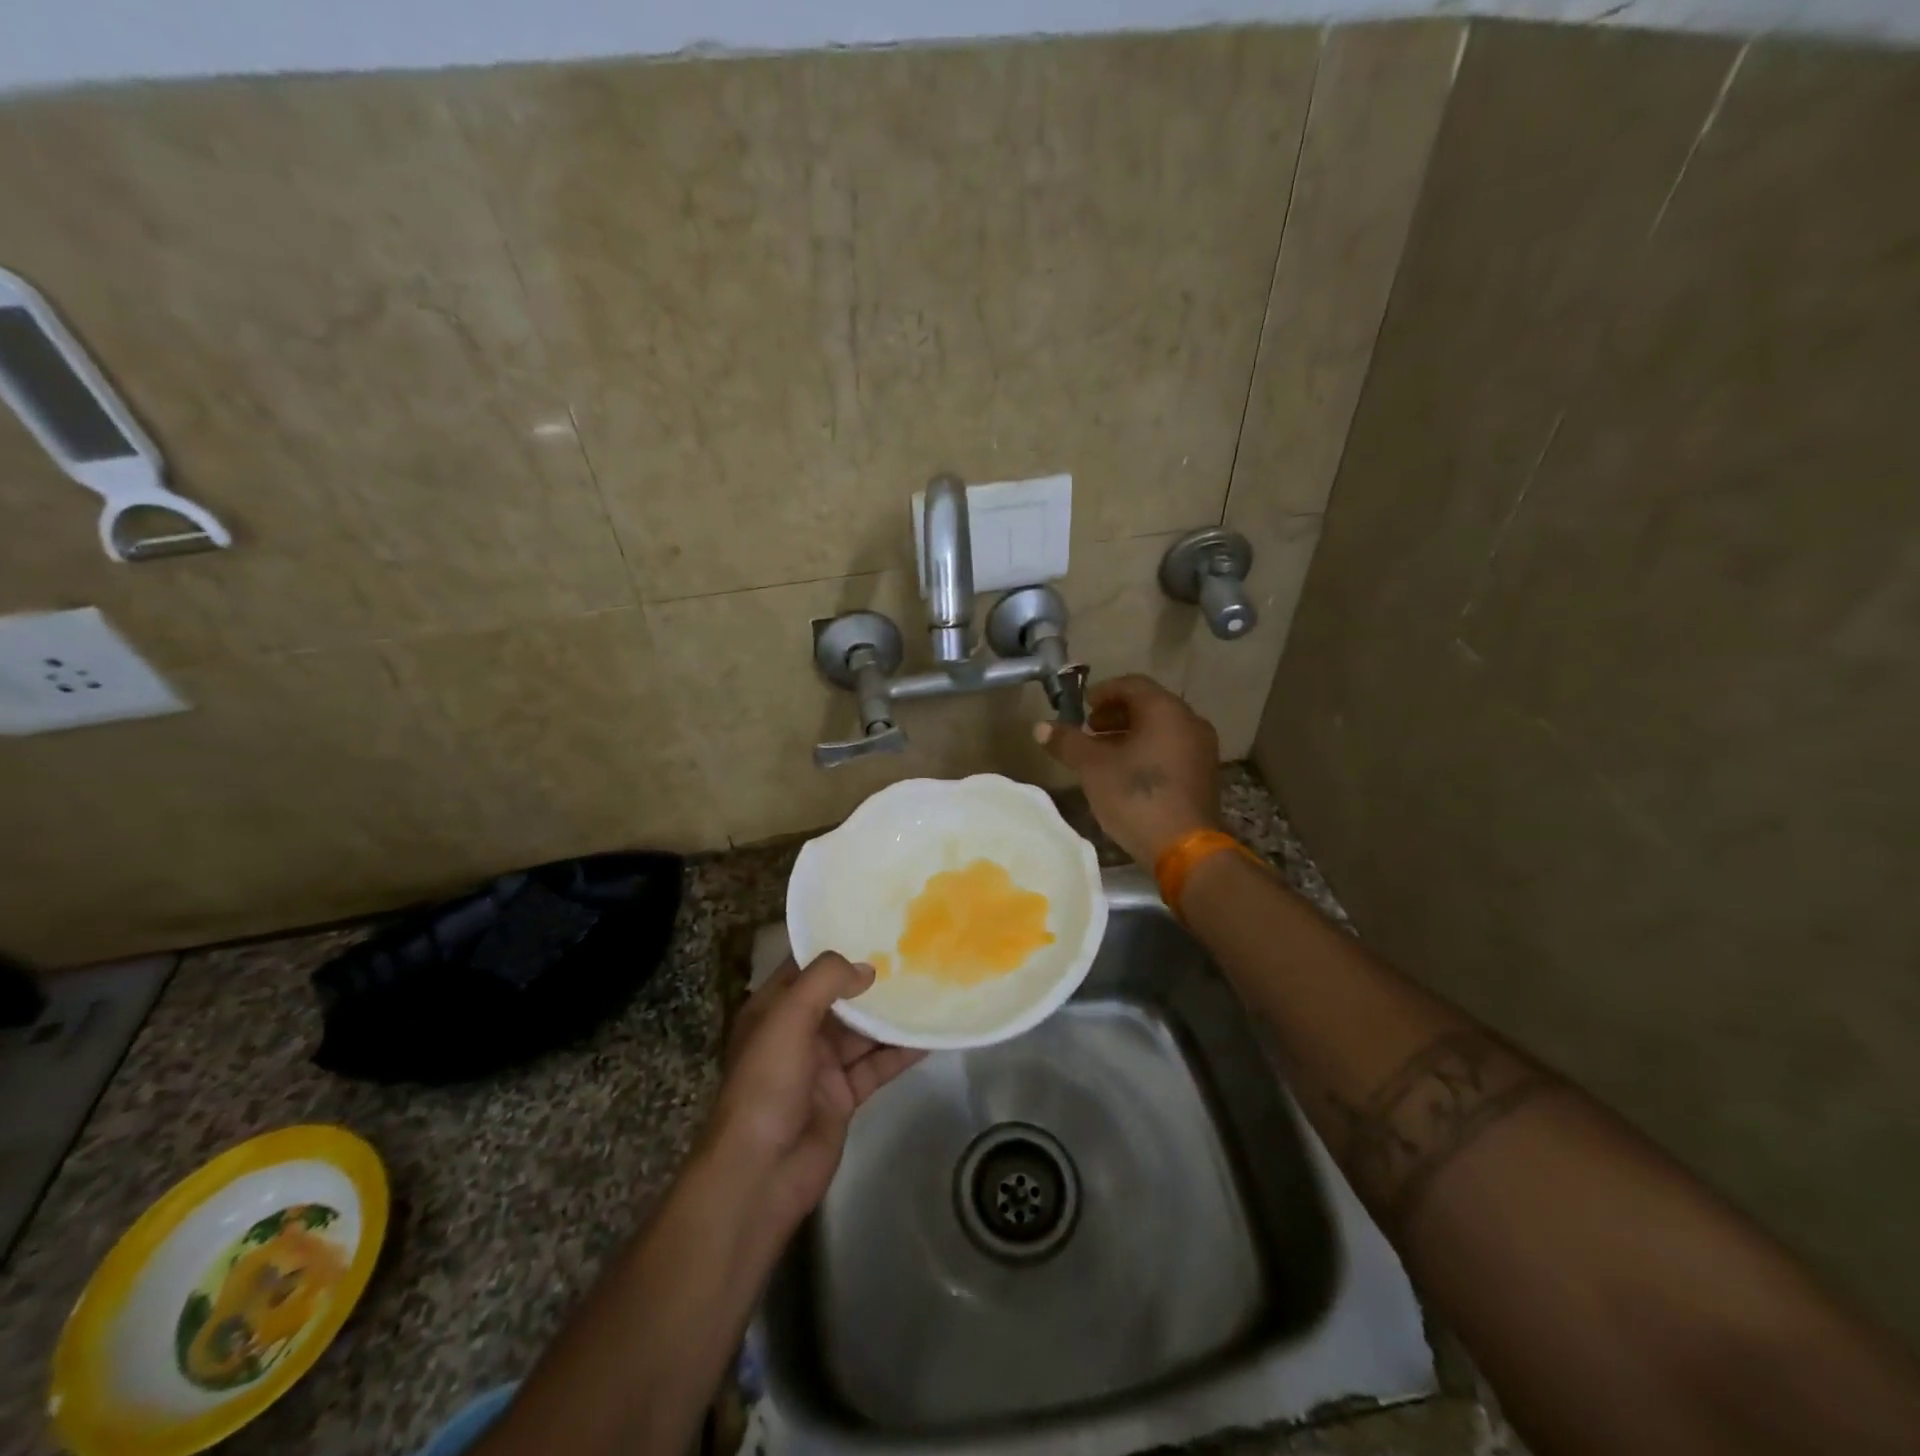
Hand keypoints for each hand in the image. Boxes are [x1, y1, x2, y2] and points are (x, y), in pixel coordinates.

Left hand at [703, 952, 923, 1230]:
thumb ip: (825, 981)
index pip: (804, 967)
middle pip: (839, 998)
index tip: (872, 925)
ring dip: (890, 1015)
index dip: (834, 946)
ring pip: (862, 1032)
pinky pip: (876, 1066)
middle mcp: (796, 1033)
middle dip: (870, 980)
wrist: (762, 1172)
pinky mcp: (843, 1096)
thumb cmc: (767, 1084)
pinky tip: (930, 1037)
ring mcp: (821, 1066)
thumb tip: (867, 968)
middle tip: (912, 954)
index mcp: (773, 1010)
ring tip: (928, 989)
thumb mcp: (787, 1018)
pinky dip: (900, 1053)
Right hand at [1034, 673, 1220, 865]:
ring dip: (1130, 735)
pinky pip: (1172, 750)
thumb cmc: (1136, 796)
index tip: (1082, 708)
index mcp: (1165, 710)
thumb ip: (1068, 742)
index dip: (1103, 692)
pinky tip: (1127, 774)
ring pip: (1161, 730)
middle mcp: (1190, 722)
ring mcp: (1201, 750)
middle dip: (1115, 715)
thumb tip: (1040, 727)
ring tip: (1103, 754)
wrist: (1183, 848)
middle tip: (1089, 730)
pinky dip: (1148, 751)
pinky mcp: (1204, 775)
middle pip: (1148, 706)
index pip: (1132, 684)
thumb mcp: (1093, 767)